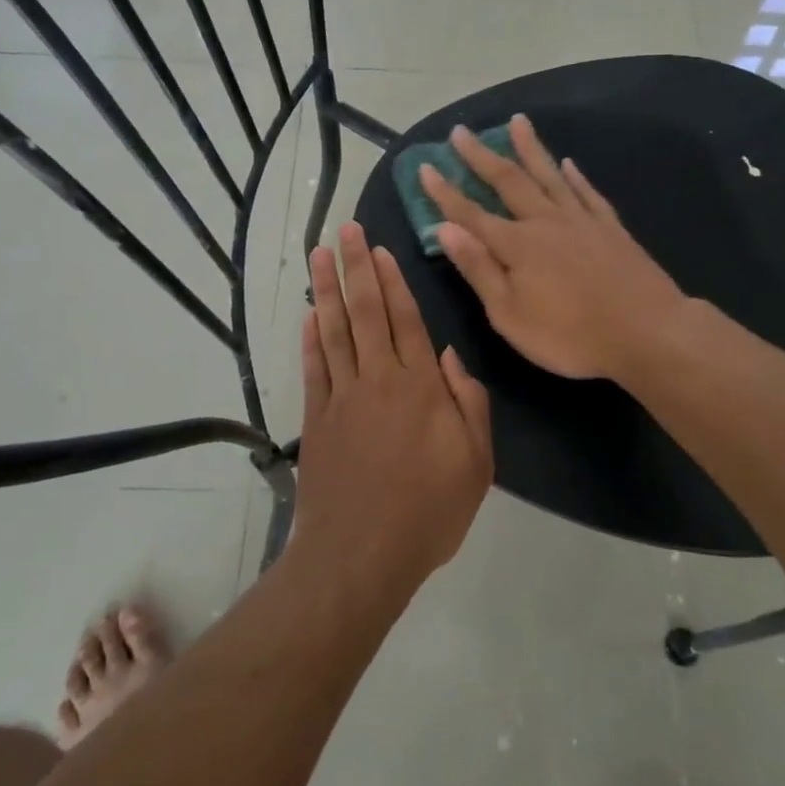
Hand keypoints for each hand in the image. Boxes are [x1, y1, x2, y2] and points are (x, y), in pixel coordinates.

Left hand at [293, 222, 494, 587]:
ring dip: (326, 290)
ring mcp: (342, 398)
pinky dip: (310, 340)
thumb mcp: (475, 464)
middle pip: (365, 312)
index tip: (379, 248)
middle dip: (355, 267)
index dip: (392, 281)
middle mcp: (379, 381)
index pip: (405, 320)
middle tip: (343, 229)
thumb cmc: (429, 512)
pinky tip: (308, 316)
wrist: (361, 556)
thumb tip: (453, 357)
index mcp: (421, 388)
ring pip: (334, 331)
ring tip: (318, 254)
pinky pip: (314, 369)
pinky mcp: (317, 421)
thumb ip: (470, 405)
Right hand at [418, 114, 686, 380]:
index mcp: (517, 245)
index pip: (470, 213)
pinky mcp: (611, 228)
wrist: (647, 331)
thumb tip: (445, 229)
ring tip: (517, 121)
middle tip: (461, 132)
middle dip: (481, 156)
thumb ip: (479, 270)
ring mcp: (582, 220)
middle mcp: (545, 222)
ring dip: (529, 148)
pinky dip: (575, 176)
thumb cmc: (571, 336)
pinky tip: (568, 163)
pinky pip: (587, 192)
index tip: (426, 166)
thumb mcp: (511, 316)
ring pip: (549, 175)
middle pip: (508, 181)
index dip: (445, 191)